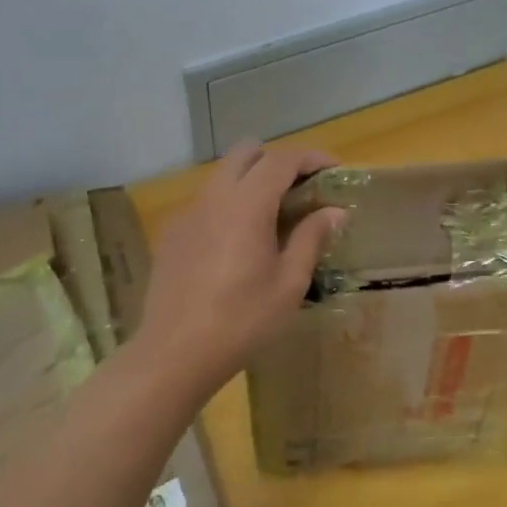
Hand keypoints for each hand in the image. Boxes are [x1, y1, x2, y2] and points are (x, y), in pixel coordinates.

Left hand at [135, 140, 345, 395]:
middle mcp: (213, 197)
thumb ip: (311, 238)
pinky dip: (228, 205)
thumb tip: (333, 211)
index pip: (282, 159)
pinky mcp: (172, 234)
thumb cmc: (242, 320)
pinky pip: (205, 203)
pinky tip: (238, 244)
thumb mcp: (289, 283)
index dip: (312, 158)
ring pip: (222, 176)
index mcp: (246, 204)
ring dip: (251, 181)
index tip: (334, 171)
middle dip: (277, 161)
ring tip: (273, 217)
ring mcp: (187, 214)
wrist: (175, 352)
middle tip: (301, 190)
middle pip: (246, 153)